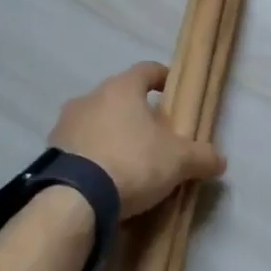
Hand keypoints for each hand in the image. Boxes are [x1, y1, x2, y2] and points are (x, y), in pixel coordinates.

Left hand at [50, 62, 225, 218]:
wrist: (73, 200)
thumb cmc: (131, 163)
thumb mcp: (178, 161)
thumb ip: (201, 156)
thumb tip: (220, 160)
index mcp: (121, 88)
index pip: (146, 70)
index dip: (162, 77)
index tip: (173, 91)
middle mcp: (89, 97)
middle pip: (119, 96)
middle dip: (136, 112)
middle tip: (154, 135)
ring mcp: (65, 124)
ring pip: (96, 121)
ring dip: (111, 134)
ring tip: (127, 161)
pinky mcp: (50, 153)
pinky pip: (78, 147)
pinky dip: (92, 156)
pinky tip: (103, 179)